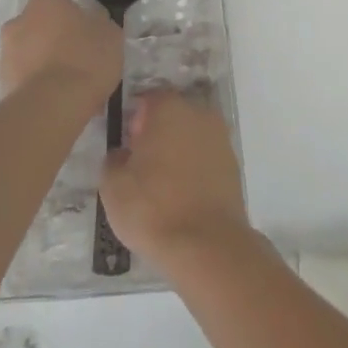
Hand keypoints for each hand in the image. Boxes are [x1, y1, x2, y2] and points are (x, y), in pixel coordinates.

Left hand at [0, 0, 123, 104]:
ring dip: (44, 64)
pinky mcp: (3, 84)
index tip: (85, 34)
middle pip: (37, 26)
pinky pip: (25, 80)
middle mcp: (18, 21)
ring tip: (69, 87)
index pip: (56, 1)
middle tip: (77, 58)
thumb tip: (94, 25)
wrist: (56, 103)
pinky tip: (59, 102)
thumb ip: (98, 23)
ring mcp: (7, 54)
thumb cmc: (85, 56)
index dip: (71, 17)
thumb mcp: (109, 33)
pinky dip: (38, 87)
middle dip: (52, 40)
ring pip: (29, 54)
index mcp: (44, 0)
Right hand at [100, 88, 250, 272]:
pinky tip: (183, 197)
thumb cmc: (153, 208)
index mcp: (169, 108)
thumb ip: (114, 159)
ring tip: (163, 187)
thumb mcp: (113, 185)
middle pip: (173, 115)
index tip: (128, 147)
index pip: (147, 99)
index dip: (134, 121)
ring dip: (178, 152)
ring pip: (191, 137)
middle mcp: (199, 113)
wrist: (207, 247)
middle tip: (143, 168)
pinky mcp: (234, 166)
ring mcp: (221, 139)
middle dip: (158, 134)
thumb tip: (122, 154)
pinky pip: (207, 159)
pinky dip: (195, 170)